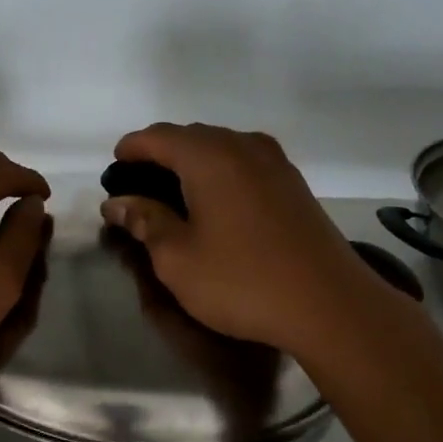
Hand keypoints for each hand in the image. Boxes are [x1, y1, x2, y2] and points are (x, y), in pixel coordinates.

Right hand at [102, 122, 415, 359]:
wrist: (329, 305)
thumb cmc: (242, 281)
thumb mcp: (178, 258)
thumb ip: (144, 221)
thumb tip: (117, 202)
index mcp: (209, 157)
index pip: (157, 137)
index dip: (130, 149)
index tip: (113, 171)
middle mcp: (242, 146)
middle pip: (190, 136)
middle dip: (160, 154)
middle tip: (139, 188)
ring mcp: (274, 162)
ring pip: (221, 147)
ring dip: (192, 162)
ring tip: (174, 195)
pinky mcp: (294, 183)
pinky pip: (245, 162)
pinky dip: (220, 172)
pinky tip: (215, 203)